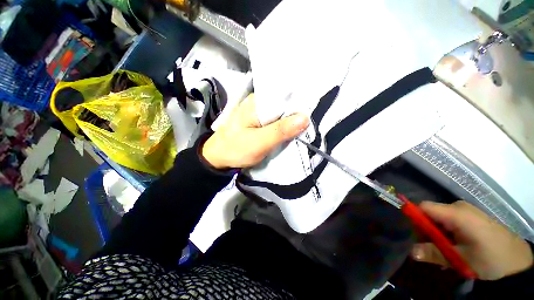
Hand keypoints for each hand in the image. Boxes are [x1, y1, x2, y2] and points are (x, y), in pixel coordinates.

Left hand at [201, 94, 308, 168]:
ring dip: (292, 122)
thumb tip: (305, 118)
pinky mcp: (260, 122)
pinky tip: (292, 132)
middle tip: (312, 126)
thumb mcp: (259, 142)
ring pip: (282, 114)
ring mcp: (260, 113)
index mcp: (258, 102)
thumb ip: (280, 131)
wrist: (218, 157)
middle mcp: (260, 103)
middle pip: (285, 105)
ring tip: (306, 130)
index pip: (286, 96)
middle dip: (298, 115)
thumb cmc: (235, 149)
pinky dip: (285, 127)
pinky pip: (277, 121)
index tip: (315, 114)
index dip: (301, 104)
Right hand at [411, 201, 532, 279]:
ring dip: (437, 234)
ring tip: (445, 251)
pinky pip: (450, 220)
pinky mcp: (471, 216)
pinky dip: (447, 233)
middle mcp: (459, 207)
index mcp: (456, 213)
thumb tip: (411, 252)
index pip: (423, 207)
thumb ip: (434, 254)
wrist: (518, 260)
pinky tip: (454, 247)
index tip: (416, 236)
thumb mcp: (461, 260)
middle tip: (431, 249)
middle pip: (430, 213)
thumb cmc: (490, 258)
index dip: (414, 218)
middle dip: (426, 230)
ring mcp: (466, 211)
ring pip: (440, 218)